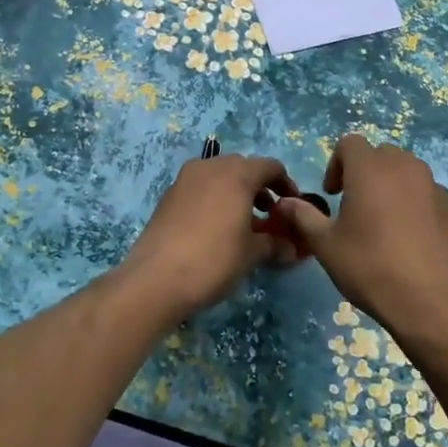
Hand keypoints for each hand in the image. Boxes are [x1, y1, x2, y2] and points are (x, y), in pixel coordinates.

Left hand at [121, 154, 301, 321]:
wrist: (155, 279)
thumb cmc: (214, 260)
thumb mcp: (251, 254)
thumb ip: (274, 244)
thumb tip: (291, 249)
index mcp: (236, 174)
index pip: (270, 167)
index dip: (285, 184)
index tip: (292, 205)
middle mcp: (210, 167)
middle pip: (242, 168)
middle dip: (258, 188)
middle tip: (268, 214)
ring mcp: (185, 180)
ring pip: (218, 177)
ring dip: (235, 193)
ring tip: (243, 223)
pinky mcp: (167, 196)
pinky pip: (199, 189)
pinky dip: (213, 200)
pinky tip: (215, 229)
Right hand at [276, 135, 447, 351]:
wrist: (433, 303)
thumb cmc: (371, 268)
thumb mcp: (326, 245)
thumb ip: (303, 217)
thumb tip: (284, 203)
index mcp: (371, 169)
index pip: (350, 143)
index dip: (336, 164)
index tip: (332, 194)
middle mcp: (405, 168)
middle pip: (381, 154)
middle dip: (364, 172)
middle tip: (354, 206)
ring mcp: (434, 187)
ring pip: (407, 172)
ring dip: (391, 186)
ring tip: (383, 223)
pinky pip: (427, 195)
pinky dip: (415, 205)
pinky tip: (409, 240)